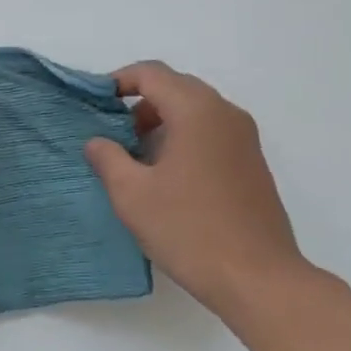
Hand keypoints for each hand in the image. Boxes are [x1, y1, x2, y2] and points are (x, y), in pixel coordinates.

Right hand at [84, 61, 309, 316]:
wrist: (256, 277)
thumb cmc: (188, 230)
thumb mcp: (133, 195)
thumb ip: (108, 159)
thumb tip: (96, 141)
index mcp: (196, 111)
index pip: (152, 74)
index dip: (118, 82)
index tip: (94, 104)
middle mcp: (225, 113)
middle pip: (176, 87)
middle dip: (140, 104)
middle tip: (112, 134)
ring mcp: (245, 138)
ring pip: (195, 111)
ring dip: (162, 123)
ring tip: (135, 159)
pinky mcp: (252, 163)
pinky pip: (212, 133)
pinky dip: (184, 139)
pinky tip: (167, 177)